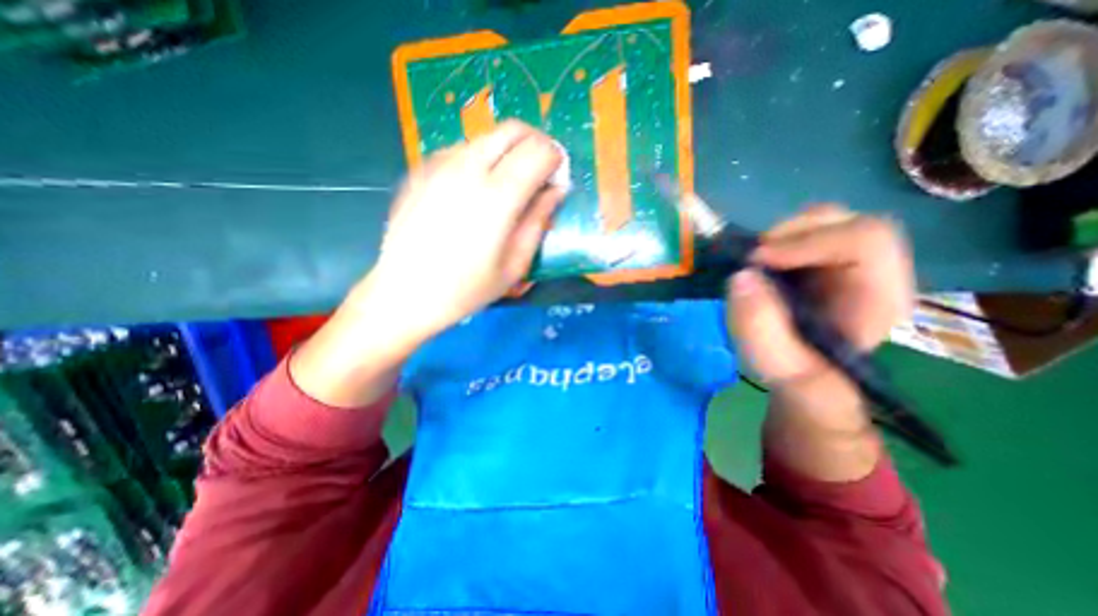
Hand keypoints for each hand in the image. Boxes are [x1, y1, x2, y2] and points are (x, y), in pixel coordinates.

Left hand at [351, 120, 565, 347]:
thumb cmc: (466, 288)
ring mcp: (439, 165)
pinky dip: (479, 161)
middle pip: (513, 130)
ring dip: (507, 153)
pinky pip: (461, 150)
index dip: (556, 160)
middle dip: (535, 144)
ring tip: (505, 187)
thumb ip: (539, 221)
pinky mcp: (421, 169)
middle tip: (539, 173)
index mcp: (497, 197)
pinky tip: (473, 192)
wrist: (405, 292)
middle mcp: (467, 169)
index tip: (556, 180)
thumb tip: (556, 191)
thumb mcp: (515, 264)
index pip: (538, 151)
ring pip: (486, 138)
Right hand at [727, 207, 918, 386]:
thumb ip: (761, 328)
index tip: (759, 261)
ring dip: (782, 235)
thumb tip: (740, 277)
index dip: (808, 242)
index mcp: (879, 295)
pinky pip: (804, 232)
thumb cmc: (797, 372)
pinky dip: (777, 239)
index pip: (865, 240)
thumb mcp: (778, 363)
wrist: (800, 371)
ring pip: (824, 220)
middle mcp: (873, 270)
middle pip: (846, 220)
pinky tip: (761, 261)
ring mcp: (846, 261)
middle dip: (792, 232)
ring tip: (755, 259)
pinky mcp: (821, 260)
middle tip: (753, 257)